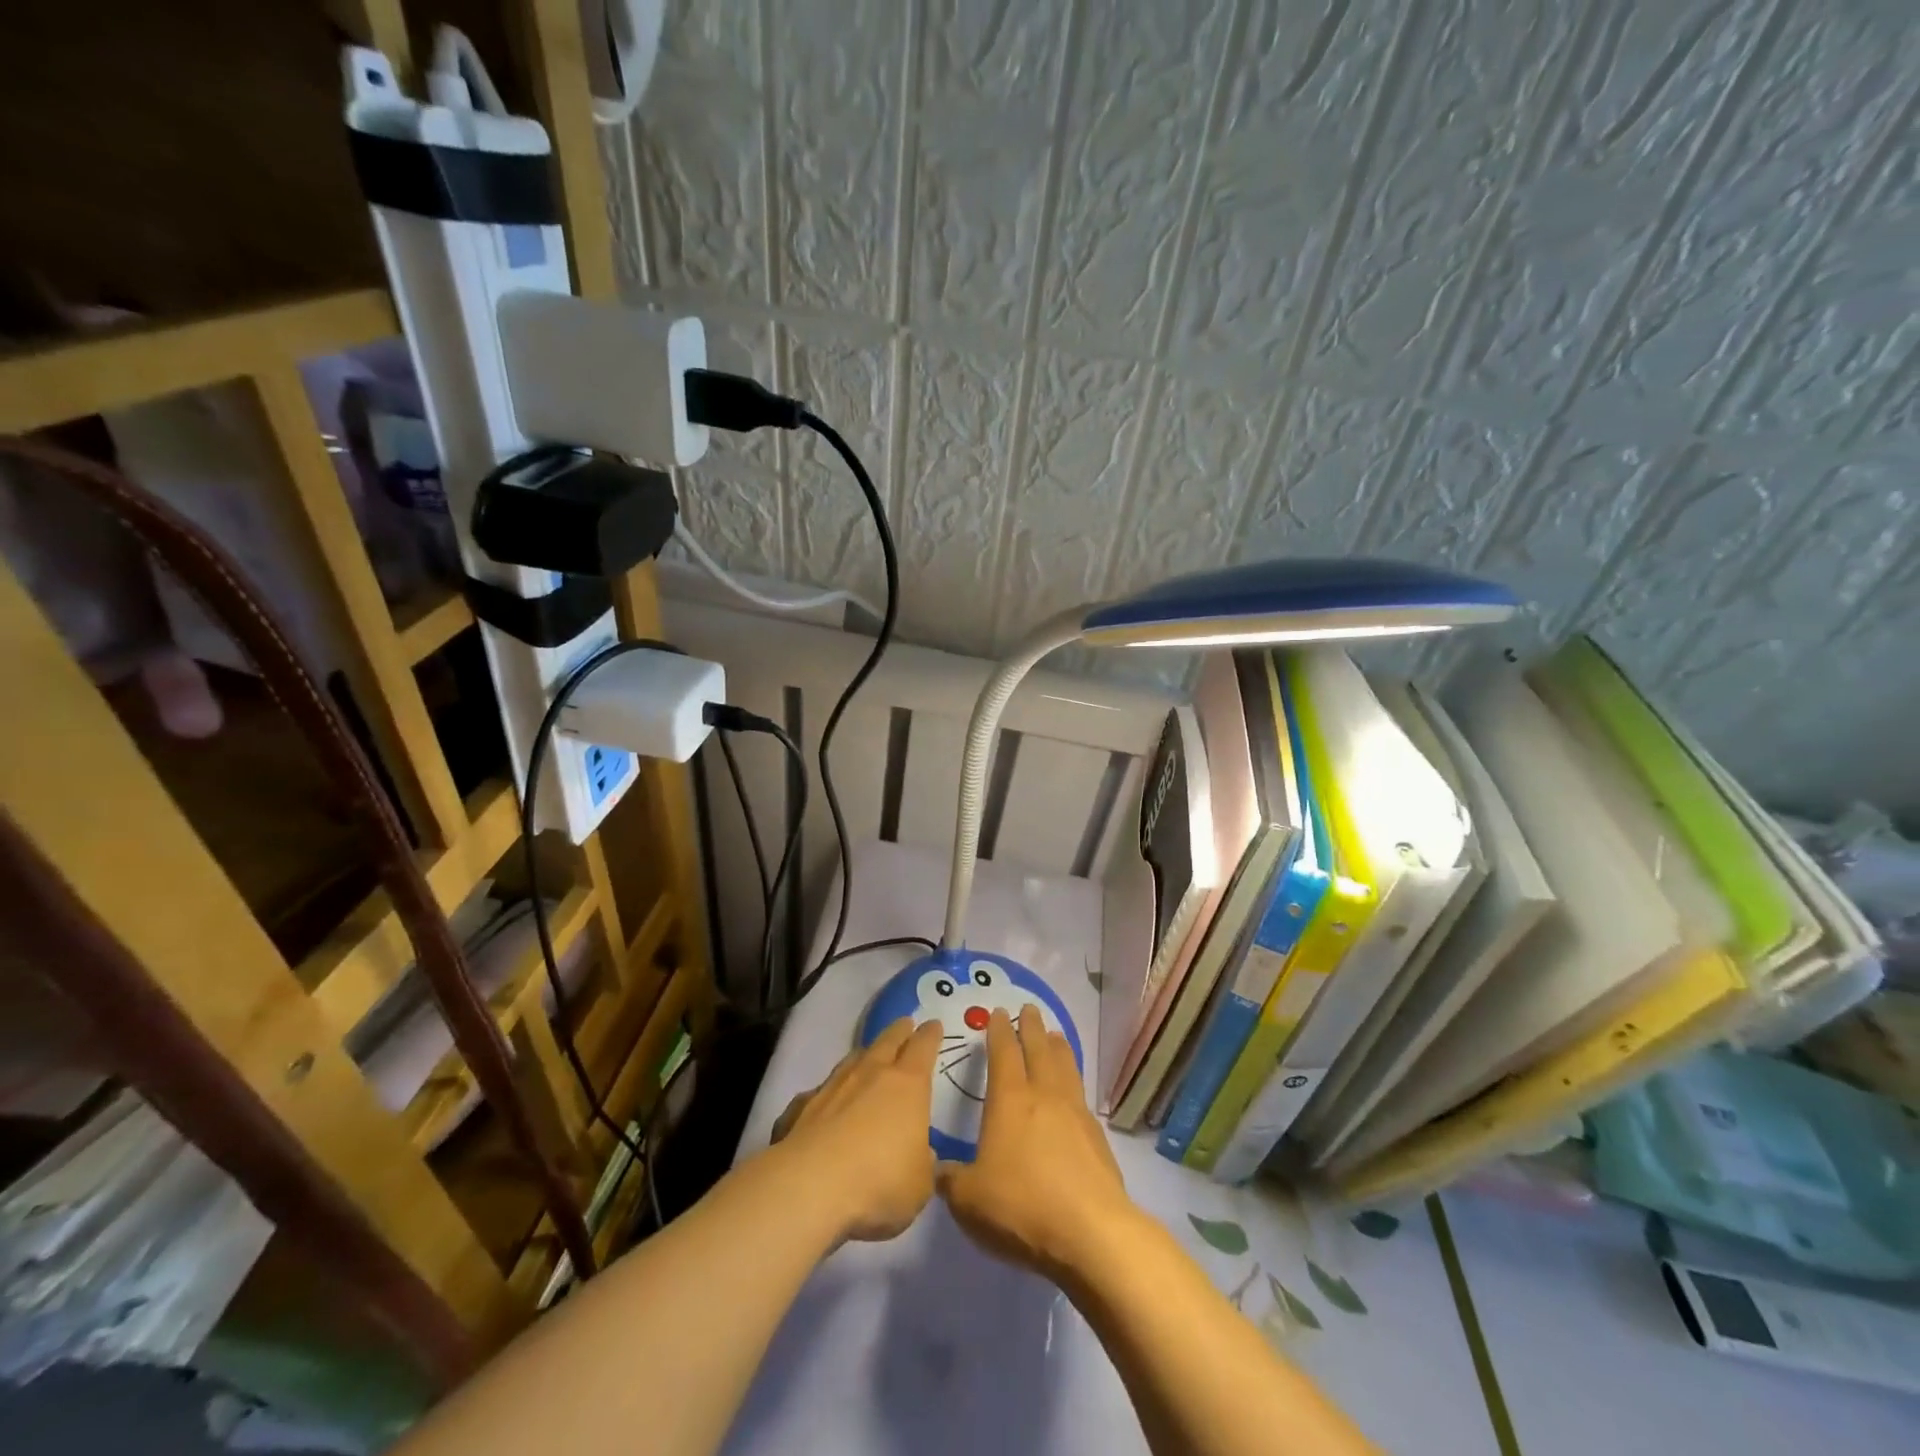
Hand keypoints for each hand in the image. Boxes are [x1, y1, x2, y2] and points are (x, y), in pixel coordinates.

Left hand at [769, 1017, 942, 1241]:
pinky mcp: (803, 1106)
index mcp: (908, 1085)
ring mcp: (834, 1086)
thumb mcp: (919, 1184)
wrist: (811, 1186)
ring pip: (853, 1059)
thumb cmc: (879, 1181)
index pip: (923, 1047)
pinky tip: (826, 1101)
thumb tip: (919, 1153)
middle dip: (899, 1031)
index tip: (934, 1025)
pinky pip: (821, 1090)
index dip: (930, 1035)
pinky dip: (829, 1091)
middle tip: (905, 1024)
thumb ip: (922, 1164)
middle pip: (888, 1040)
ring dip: (864, 1055)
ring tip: (869, 1055)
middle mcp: (871, 1074)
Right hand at [937, 1006, 1133, 1282]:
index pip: (1003, 1054)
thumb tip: (940, 1170)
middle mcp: (1044, 1096)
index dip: (999, 1032)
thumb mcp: (969, 1200)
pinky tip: (1073, 1091)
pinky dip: (1074, 1081)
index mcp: (1010, 1101)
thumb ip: (951, 1180)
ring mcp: (1075, 1114)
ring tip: (1055, 1035)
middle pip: (1039, 1050)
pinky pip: (1081, 1095)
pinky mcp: (1097, 1138)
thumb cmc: (1022, 1208)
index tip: (998, 1013)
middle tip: (1029, 1009)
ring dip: (1058, 1048)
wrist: (1091, 1233)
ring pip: (1066, 1067)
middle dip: (1031, 1028)